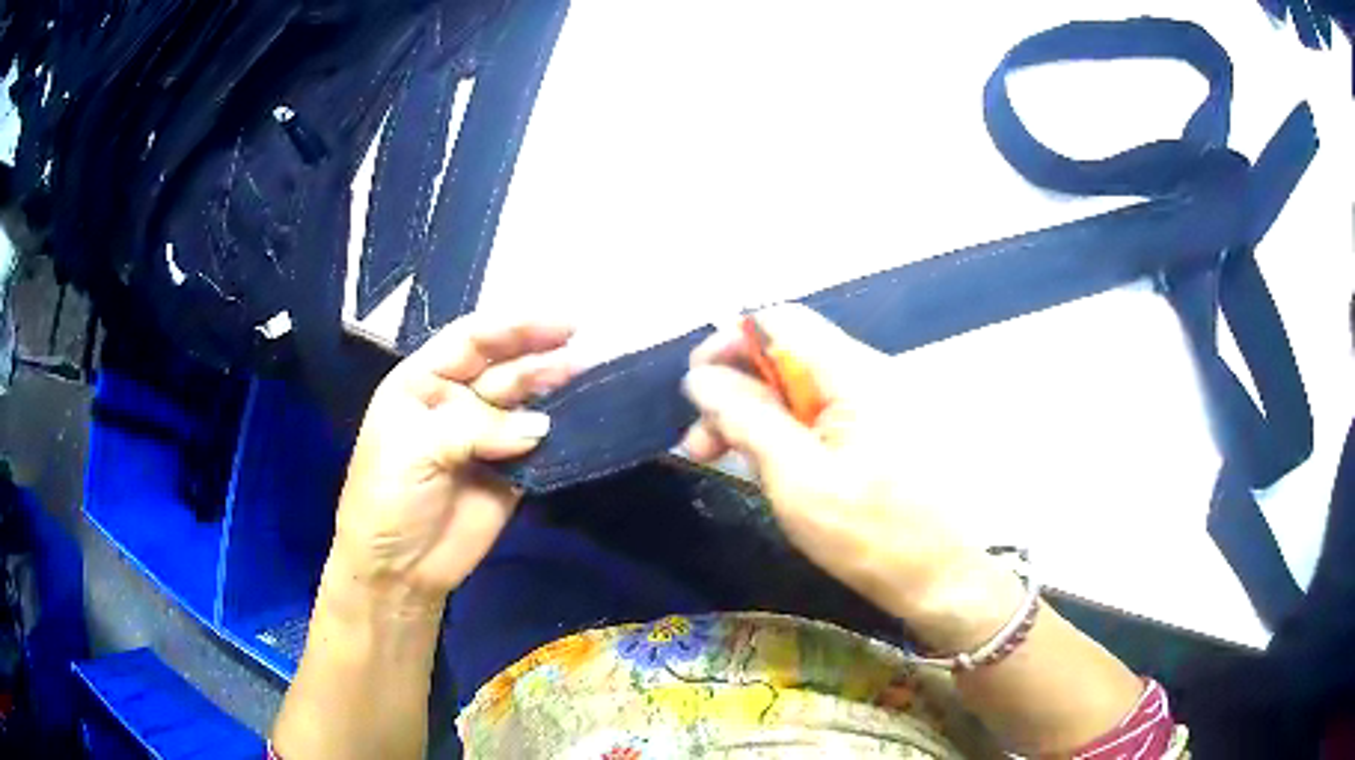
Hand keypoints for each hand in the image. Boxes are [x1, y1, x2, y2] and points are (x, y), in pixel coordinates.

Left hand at [329, 314, 578, 608]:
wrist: (399, 569)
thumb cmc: (388, 496)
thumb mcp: (416, 448)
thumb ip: (475, 427)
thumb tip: (540, 427)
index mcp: (423, 382)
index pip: (470, 340)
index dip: (513, 327)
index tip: (558, 324)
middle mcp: (455, 401)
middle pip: (502, 366)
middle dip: (538, 354)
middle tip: (580, 349)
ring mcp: (485, 437)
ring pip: (524, 401)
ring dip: (552, 387)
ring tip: (585, 375)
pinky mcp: (510, 472)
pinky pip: (538, 445)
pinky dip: (560, 433)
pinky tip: (581, 418)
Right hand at [681, 305, 1015, 645]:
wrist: (941, 577)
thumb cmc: (870, 534)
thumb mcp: (796, 479)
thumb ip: (746, 420)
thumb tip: (701, 378)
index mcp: (855, 374)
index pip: (780, 322)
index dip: (730, 343)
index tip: (697, 390)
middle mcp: (870, 373)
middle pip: (786, 355)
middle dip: (735, 391)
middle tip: (698, 444)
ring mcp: (880, 401)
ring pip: (800, 387)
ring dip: (756, 415)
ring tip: (720, 460)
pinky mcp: (882, 428)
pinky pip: (823, 411)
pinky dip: (787, 431)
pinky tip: (767, 465)